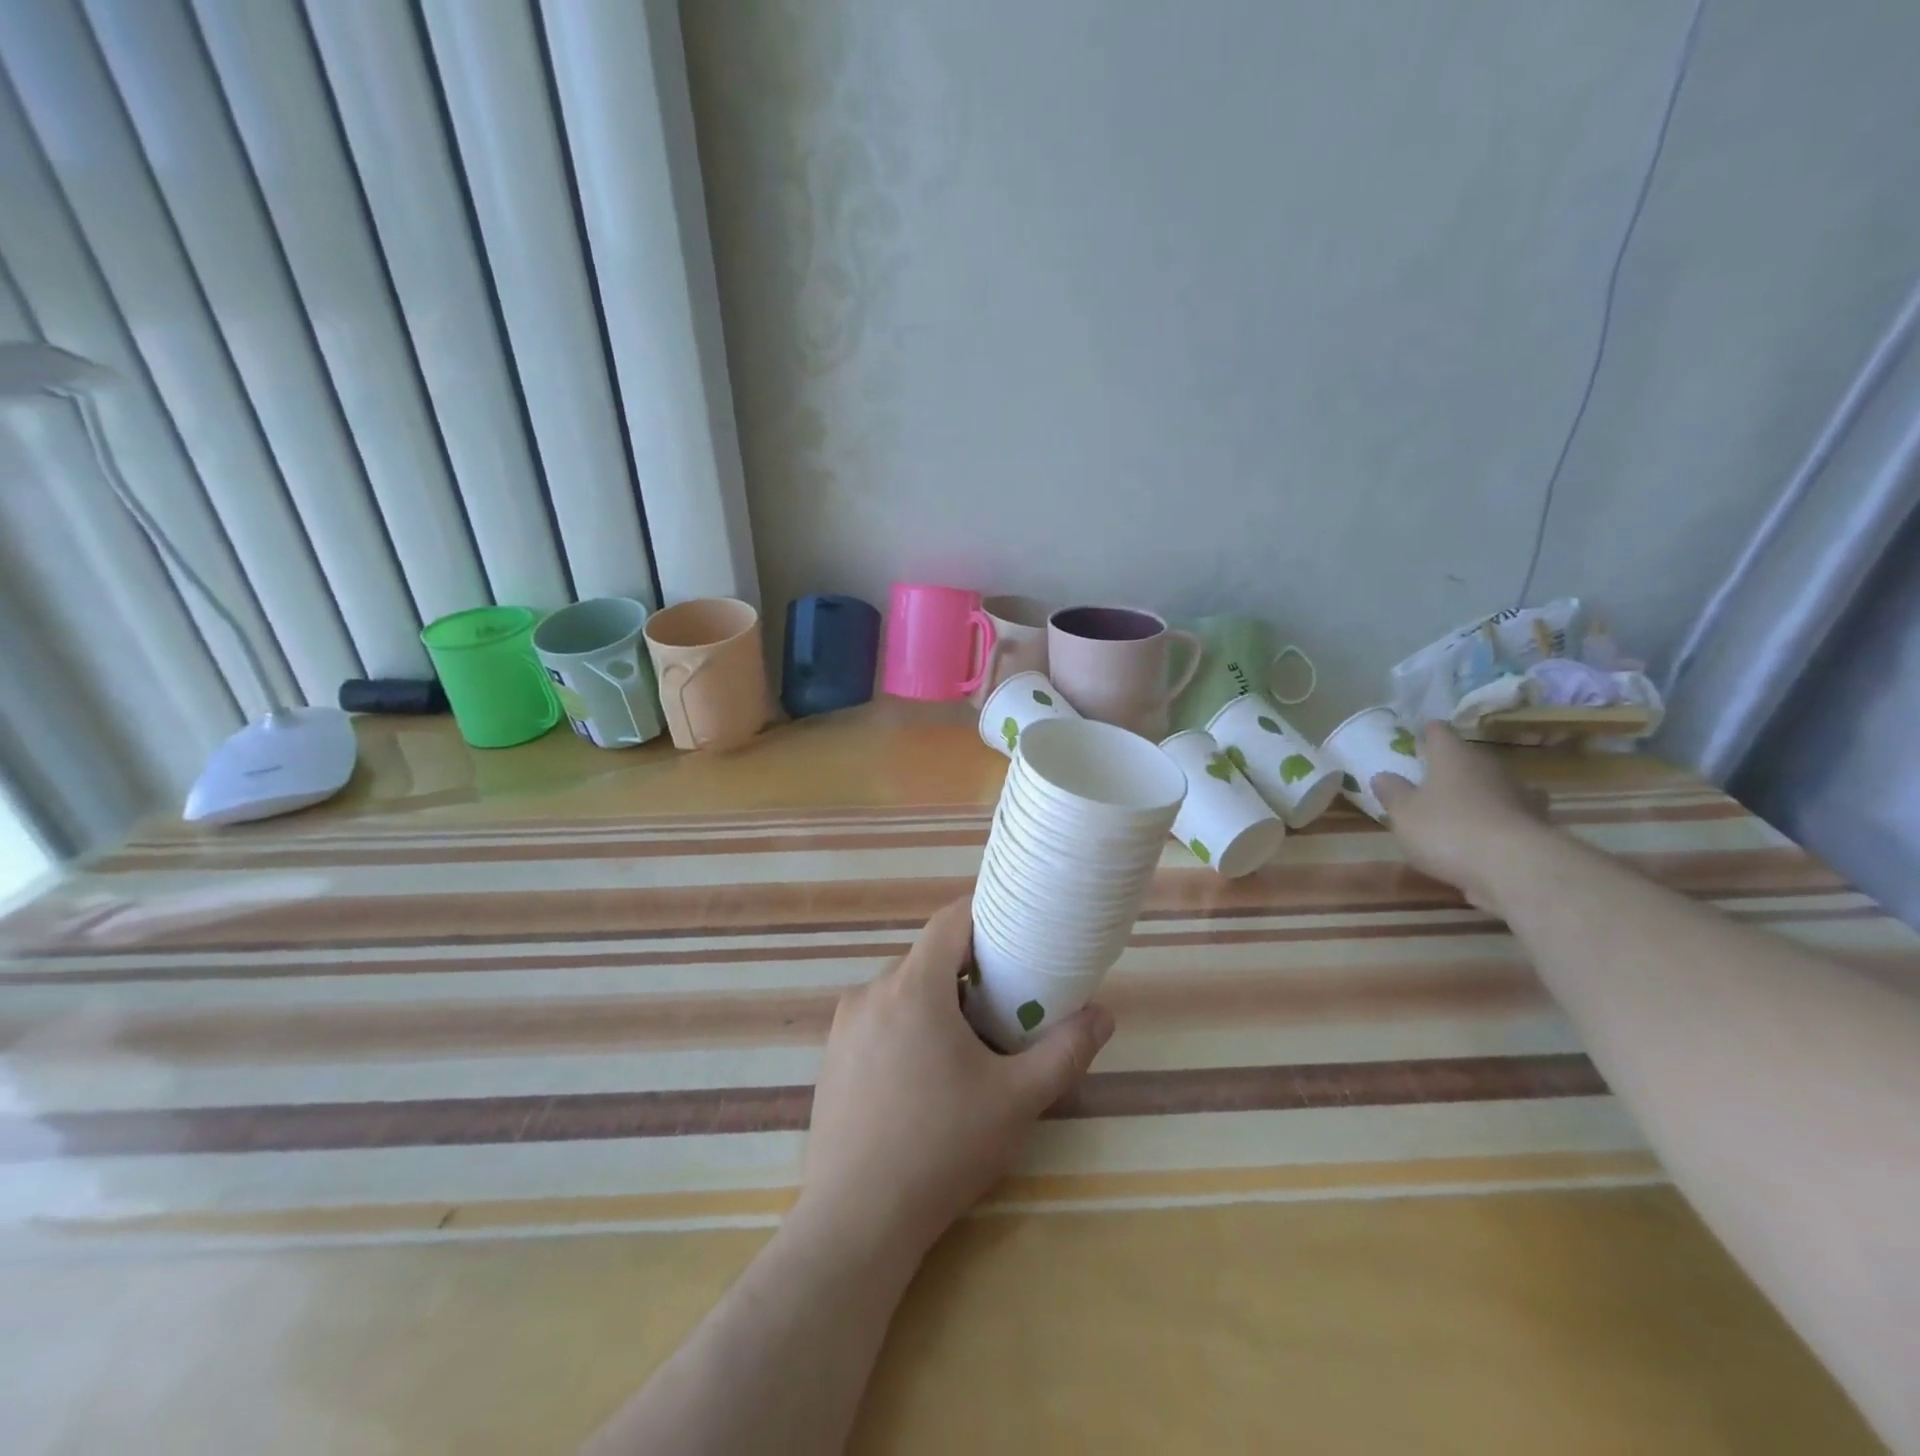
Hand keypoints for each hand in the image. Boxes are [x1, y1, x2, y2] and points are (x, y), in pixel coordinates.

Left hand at [797, 898, 1114, 1264]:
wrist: (856, 1221)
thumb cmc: (942, 1149)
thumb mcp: (1017, 1100)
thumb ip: (1065, 1051)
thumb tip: (1103, 1014)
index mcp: (913, 987)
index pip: (950, 921)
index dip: (984, 916)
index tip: (1015, 931)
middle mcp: (871, 992)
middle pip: (927, 958)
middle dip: (966, 970)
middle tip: (1003, 1003)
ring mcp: (844, 1025)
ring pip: (901, 990)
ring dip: (936, 1001)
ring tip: (967, 1046)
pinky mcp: (831, 1056)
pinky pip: (877, 1019)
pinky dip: (906, 1026)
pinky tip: (922, 1077)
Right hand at [1372, 723, 1551, 914]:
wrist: (1516, 868)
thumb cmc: (1448, 830)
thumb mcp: (1404, 813)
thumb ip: (1392, 792)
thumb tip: (1383, 775)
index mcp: (1453, 757)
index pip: (1439, 732)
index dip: (1428, 732)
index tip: (1420, 733)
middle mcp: (1488, 768)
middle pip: (1469, 758)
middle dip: (1453, 765)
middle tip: (1434, 776)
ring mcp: (1518, 796)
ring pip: (1495, 784)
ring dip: (1481, 791)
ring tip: (1464, 804)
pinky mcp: (1536, 825)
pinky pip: (1513, 814)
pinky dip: (1501, 818)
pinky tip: (1491, 832)